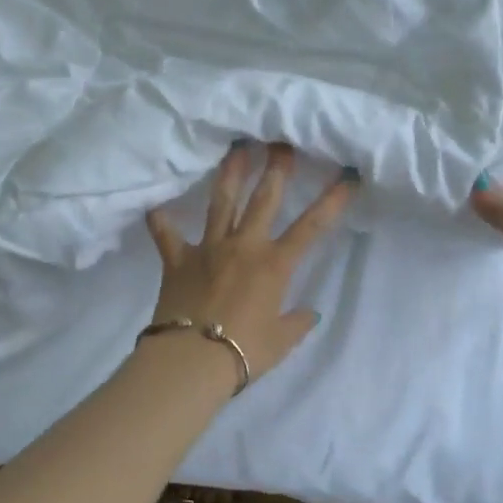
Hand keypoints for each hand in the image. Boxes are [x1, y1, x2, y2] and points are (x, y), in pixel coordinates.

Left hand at [144, 143, 355, 379]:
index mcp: (274, 265)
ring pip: (220, 203)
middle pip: (263, 199)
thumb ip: (297, 322)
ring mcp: (208, 249)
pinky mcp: (177, 260)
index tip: (347, 176)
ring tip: (235, 148)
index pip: (311, 227)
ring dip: (229, 174)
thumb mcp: (281, 341)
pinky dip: (160, 220)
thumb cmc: (243, 351)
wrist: (191, 360)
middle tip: (281, 142)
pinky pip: (167, 235)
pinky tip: (155, 204)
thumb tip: (310, 313)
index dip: (332, 200)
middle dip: (276, 168)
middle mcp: (243, 246)